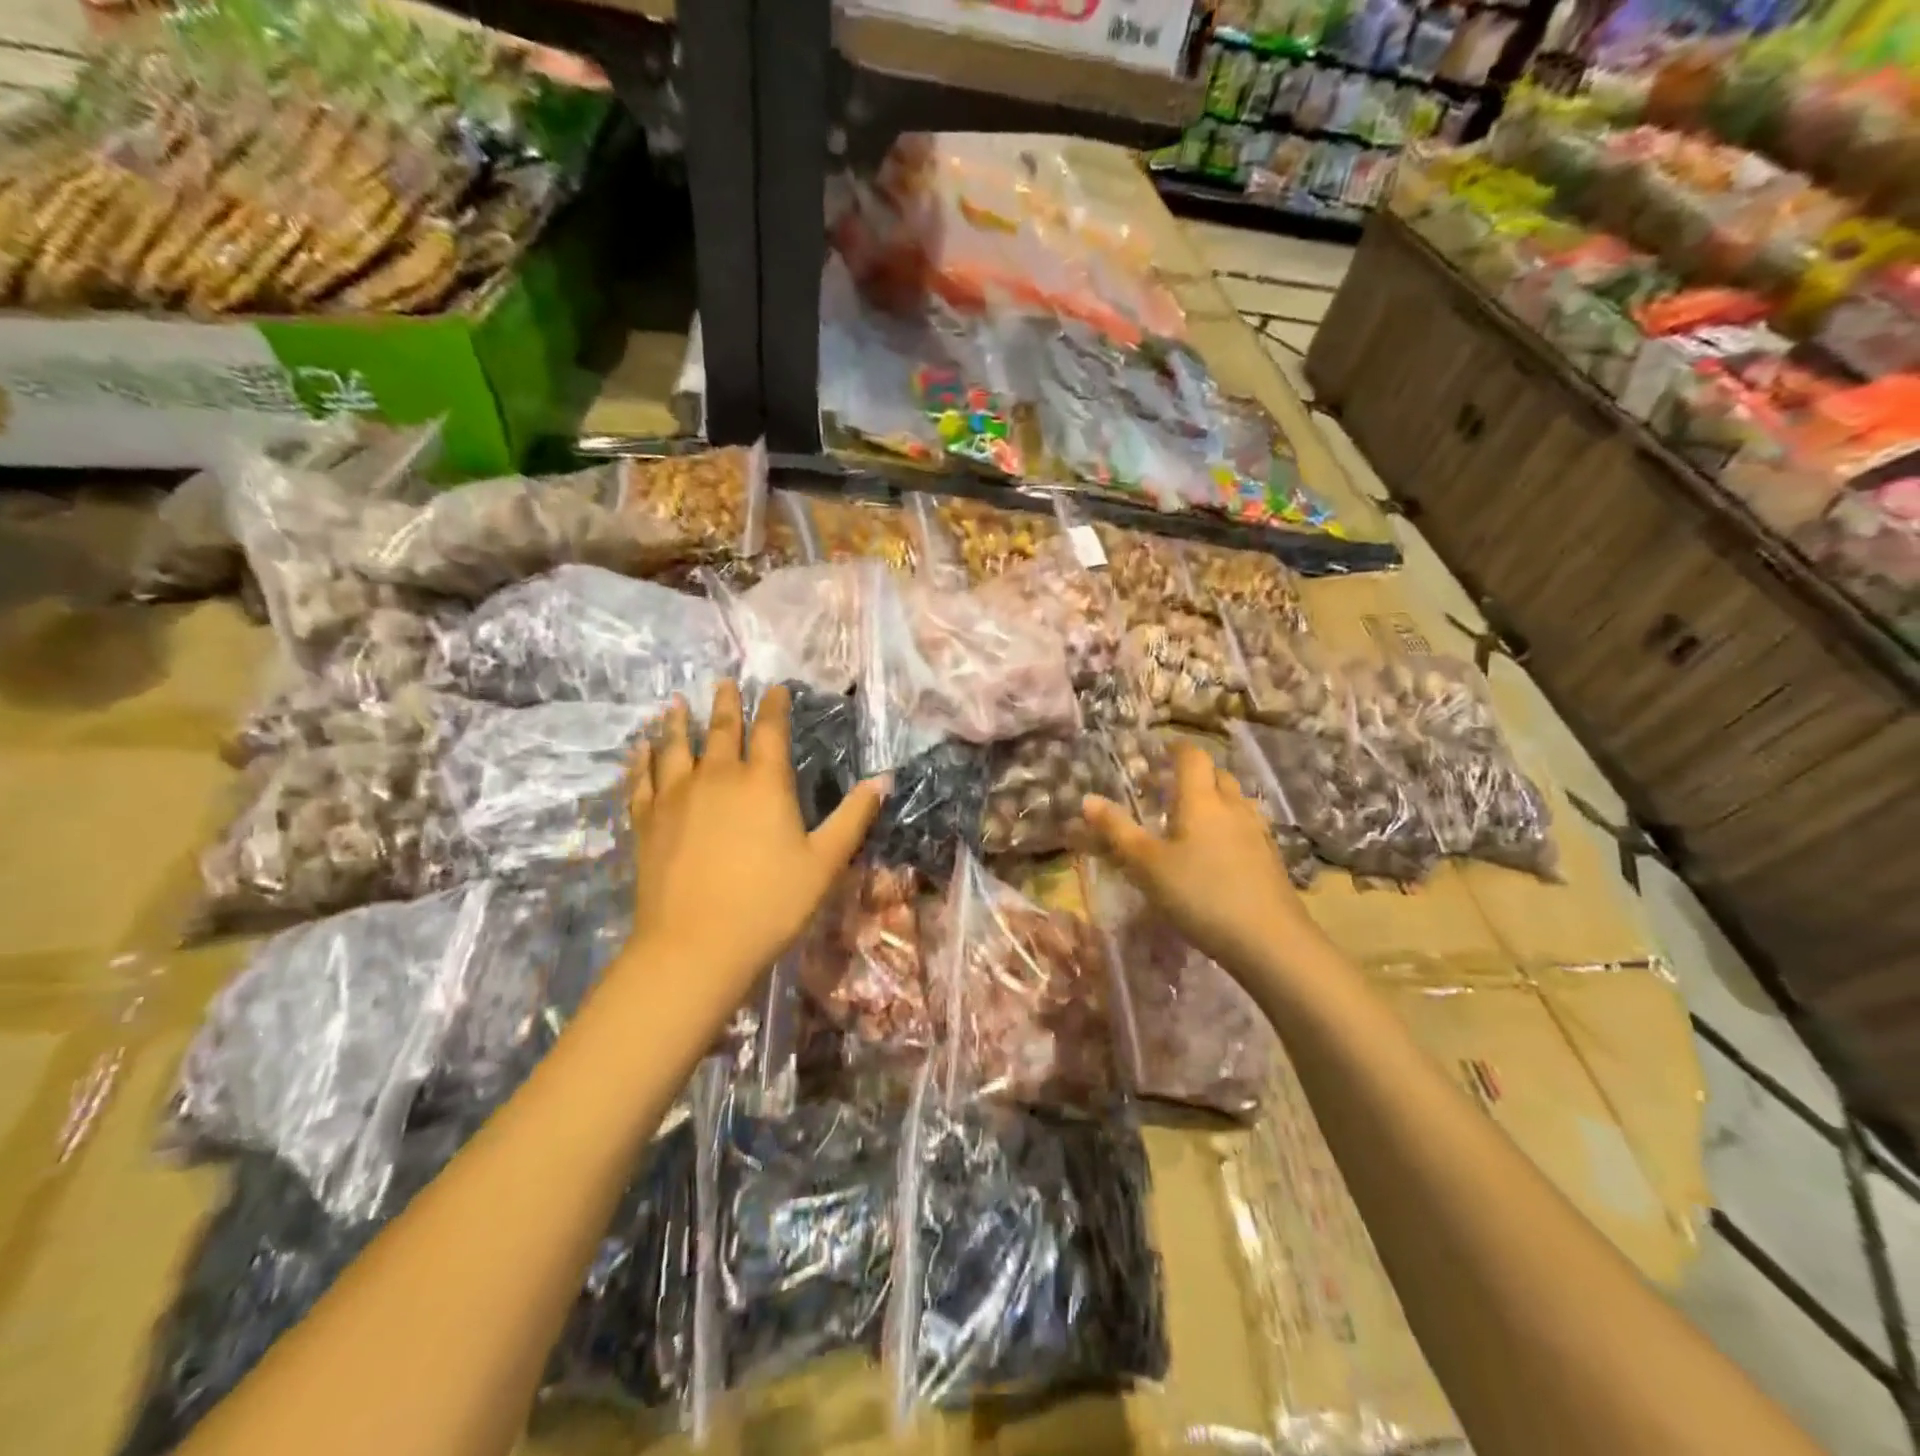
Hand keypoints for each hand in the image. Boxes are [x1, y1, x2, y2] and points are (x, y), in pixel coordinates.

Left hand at [624, 681, 886, 1016]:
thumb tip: (882, 779)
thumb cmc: (770, 903)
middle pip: (721, 730)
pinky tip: (639, 750)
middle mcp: (718, 777)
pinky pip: (641, 780)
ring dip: (677, 723)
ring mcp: (676, 797)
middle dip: (726, 704)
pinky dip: (641, 761)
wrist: (696, 946)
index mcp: (764, 783)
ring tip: (675, 705)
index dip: (775, 706)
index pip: (771, 730)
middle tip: (724, 683)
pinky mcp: (647, 822)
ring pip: (675, 747)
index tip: (775, 689)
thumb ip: (853, 817)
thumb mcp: (825, 862)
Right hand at [1083, 743, 1319, 979]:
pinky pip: (1246, 826)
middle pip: (1216, 775)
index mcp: (1201, 800)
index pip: (1192, 757)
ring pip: (1234, 801)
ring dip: (1213, 799)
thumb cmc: (1200, 895)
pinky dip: (1228, 825)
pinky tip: (1217, 851)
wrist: (1270, 941)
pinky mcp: (1271, 858)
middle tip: (1166, 788)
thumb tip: (1087, 799)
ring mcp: (1258, 833)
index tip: (1159, 750)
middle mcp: (1233, 807)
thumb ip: (1116, 831)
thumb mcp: (1147, 865)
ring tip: (1190, 818)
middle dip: (1193, 774)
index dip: (1176, 748)